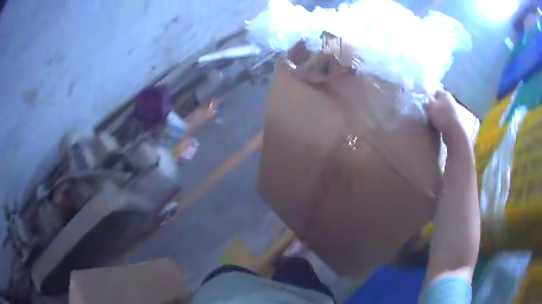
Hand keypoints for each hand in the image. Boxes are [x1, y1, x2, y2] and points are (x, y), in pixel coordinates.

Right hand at [427, 90, 463, 143]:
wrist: (457, 132)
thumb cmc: (442, 117)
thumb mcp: (430, 108)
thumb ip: (427, 103)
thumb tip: (427, 101)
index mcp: (445, 94)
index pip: (436, 93)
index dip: (431, 99)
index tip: (427, 107)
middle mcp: (453, 100)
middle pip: (443, 103)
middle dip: (439, 109)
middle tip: (432, 117)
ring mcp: (459, 111)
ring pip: (448, 113)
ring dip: (445, 118)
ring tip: (439, 126)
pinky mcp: (462, 123)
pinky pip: (453, 122)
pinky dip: (449, 125)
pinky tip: (445, 131)